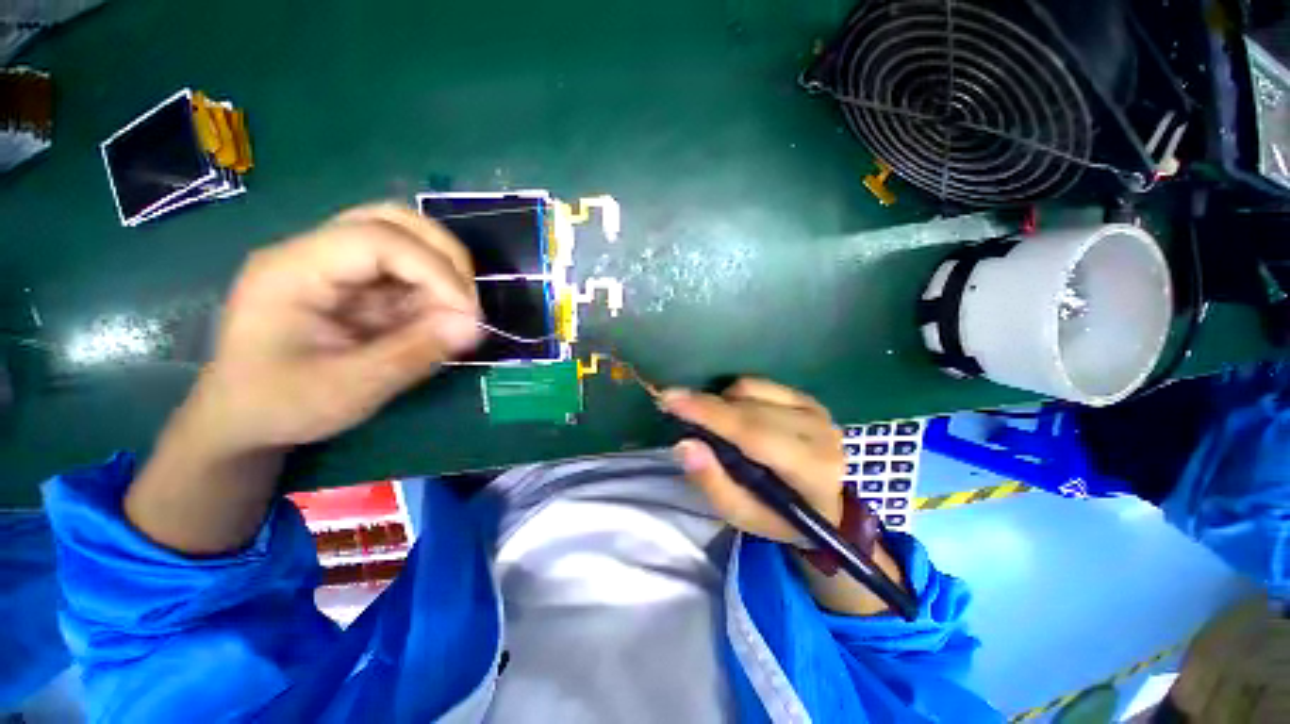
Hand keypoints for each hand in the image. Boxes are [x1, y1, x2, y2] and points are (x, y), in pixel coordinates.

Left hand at [191, 204, 482, 453]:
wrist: (243, 419)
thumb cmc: (280, 405)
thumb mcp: (349, 389)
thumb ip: (414, 353)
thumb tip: (475, 326)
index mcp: (293, 269)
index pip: (378, 238)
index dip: (434, 269)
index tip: (468, 314)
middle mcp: (312, 253)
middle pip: (391, 220)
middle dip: (443, 256)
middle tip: (468, 301)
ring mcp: (332, 265)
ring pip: (403, 238)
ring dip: (442, 270)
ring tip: (457, 311)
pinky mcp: (351, 283)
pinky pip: (405, 271)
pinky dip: (433, 290)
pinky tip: (438, 319)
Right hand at [660, 378, 844, 543]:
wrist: (826, 504)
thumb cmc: (779, 515)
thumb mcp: (742, 514)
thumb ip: (712, 482)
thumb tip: (684, 445)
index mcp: (811, 471)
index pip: (754, 433)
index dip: (710, 414)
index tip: (670, 399)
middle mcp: (819, 434)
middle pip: (749, 408)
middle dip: (705, 405)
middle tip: (672, 404)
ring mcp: (816, 411)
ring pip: (751, 390)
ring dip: (722, 401)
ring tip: (713, 422)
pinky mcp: (807, 398)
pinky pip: (759, 384)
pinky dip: (737, 394)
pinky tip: (733, 412)